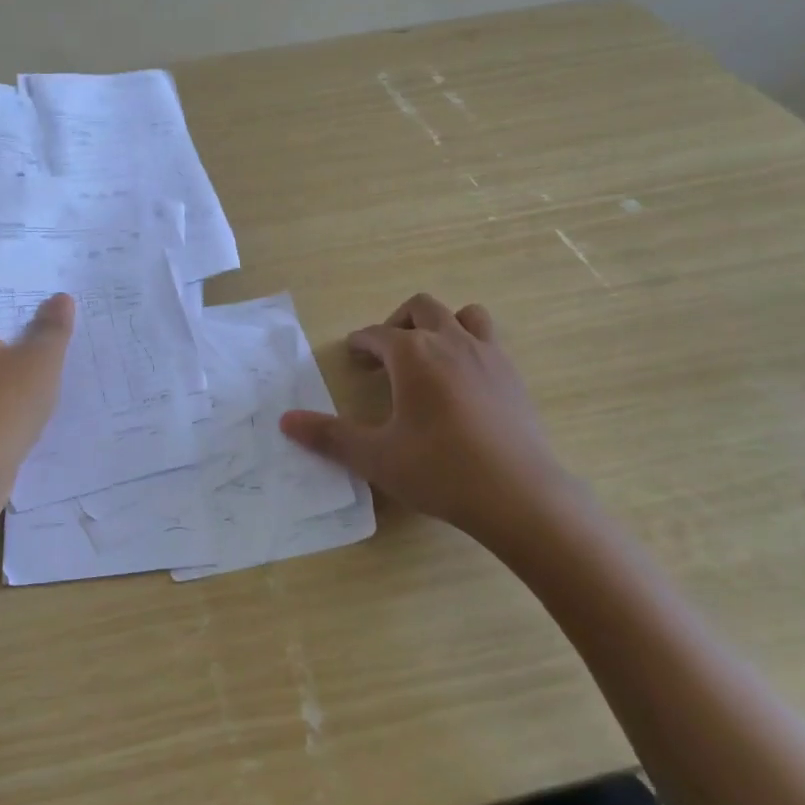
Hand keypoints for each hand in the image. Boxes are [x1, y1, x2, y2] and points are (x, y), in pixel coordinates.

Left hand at [0, 261, 73, 499]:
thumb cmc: (0, 405)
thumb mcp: (39, 360)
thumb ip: (52, 326)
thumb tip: (60, 299)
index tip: (27, 254)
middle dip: (12, 294)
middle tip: (52, 285)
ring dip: (15, 330)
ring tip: (55, 323)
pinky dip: (12, 361)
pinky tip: (43, 369)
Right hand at [279, 294, 586, 546]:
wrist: (518, 495)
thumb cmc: (439, 470)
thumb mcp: (375, 457)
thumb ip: (329, 436)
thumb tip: (285, 421)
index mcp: (412, 354)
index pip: (378, 334)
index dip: (361, 342)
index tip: (353, 354)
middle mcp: (450, 342)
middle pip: (421, 308)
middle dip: (398, 322)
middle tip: (386, 352)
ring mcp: (488, 355)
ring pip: (465, 315)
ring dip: (442, 324)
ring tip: (430, 354)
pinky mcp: (514, 376)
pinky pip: (490, 341)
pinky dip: (471, 346)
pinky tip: (464, 382)